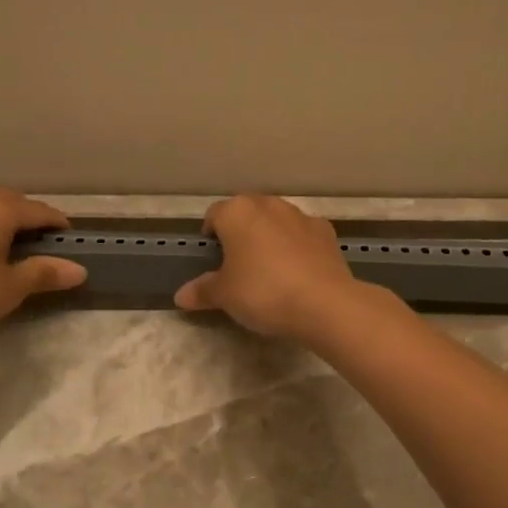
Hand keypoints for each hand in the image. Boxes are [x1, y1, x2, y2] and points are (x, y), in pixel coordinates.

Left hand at [0, 190, 86, 354]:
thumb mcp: (9, 288)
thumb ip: (44, 274)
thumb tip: (79, 269)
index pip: (41, 211)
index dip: (59, 227)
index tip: (72, 244)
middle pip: (13, 203)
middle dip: (32, 221)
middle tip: (46, 248)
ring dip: (4, 224)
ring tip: (14, 251)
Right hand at [174, 194, 369, 340]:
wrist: (324, 303)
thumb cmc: (263, 292)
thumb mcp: (225, 296)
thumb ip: (202, 291)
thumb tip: (180, 296)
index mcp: (237, 212)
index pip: (214, 215)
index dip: (210, 235)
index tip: (212, 258)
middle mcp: (268, 204)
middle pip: (246, 213)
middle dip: (240, 232)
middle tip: (237, 264)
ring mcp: (300, 215)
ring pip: (276, 220)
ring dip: (269, 236)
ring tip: (268, 269)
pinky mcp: (326, 232)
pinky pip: (302, 235)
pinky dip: (296, 246)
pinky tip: (297, 271)